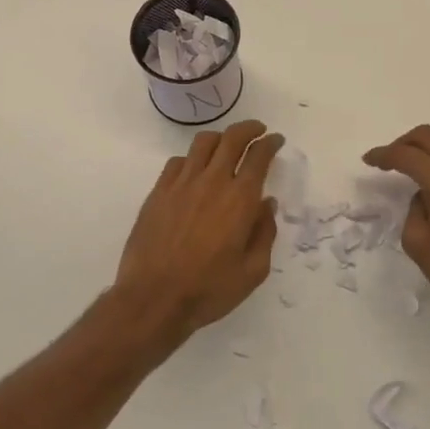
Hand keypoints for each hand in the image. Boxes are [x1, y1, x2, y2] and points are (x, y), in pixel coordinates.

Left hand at [115, 119, 285, 343]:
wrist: (154, 299)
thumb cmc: (209, 289)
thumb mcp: (253, 271)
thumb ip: (264, 233)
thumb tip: (266, 205)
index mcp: (240, 199)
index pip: (259, 156)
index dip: (270, 143)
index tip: (276, 140)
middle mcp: (212, 182)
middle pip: (232, 138)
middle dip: (249, 129)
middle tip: (257, 130)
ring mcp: (181, 184)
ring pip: (203, 143)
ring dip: (220, 138)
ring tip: (226, 145)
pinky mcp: (158, 192)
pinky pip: (177, 162)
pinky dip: (191, 159)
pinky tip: (194, 171)